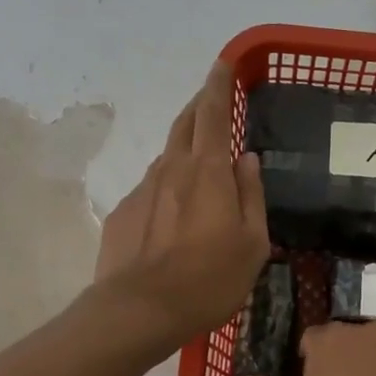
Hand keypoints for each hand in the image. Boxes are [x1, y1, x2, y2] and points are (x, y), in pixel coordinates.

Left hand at [94, 61, 269, 347]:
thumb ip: (252, 195)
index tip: (222, 64)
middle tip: (212, 102)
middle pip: (185, 124)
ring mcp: (142, 189)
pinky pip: (151, 189)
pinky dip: (166, 189)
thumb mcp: (253, 243)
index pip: (213, 112)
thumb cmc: (209, 279)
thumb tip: (247, 159)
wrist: (139, 310)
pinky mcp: (122, 213)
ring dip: (184, 151)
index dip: (218, 85)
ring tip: (199, 170)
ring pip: (167, 157)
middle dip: (199, 106)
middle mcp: (172, 169)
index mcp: (209, 171)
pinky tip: (173, 218)